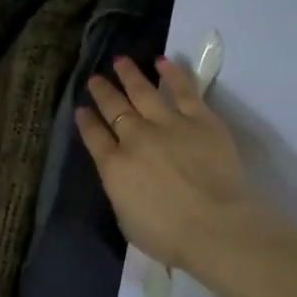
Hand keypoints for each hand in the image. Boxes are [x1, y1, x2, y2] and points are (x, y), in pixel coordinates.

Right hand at [75, 56, 267, 274]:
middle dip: (102, 92)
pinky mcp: (200, 119)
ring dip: (130, 75)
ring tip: (121, 61)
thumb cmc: (168, 236)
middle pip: (114, 108)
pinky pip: (183, 90)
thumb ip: (121, 192)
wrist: (215, 226)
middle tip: (95, 78)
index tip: (81, 109)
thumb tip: (123, 179)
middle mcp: (135, 137)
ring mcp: (168, 124)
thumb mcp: (127, 219)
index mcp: (113, 166)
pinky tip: (162, 61)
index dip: (86, 121)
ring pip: (143, 92)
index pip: (93, 136)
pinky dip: (172, 74)